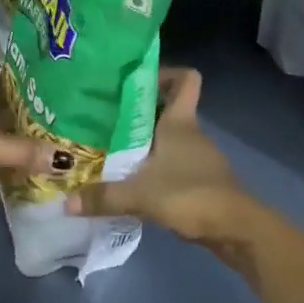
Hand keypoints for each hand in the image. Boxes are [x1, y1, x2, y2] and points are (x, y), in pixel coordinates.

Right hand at [64, 68, 249, 243]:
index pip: (186, 78)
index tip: (136, 81)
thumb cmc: (192, 194)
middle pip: (169, 107)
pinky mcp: (201, 180)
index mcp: (181, 121)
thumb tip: (66, 201)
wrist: (237, 230)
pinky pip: (174, 162)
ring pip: (169, 137)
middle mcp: (191, 132)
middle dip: (139, 111)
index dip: (166, 72)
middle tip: (106, 118)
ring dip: (146, 142)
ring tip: (112, 150)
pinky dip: (156, 167)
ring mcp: (199, 156)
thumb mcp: (141, 195)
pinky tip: (134, 182)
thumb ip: (104, 197)